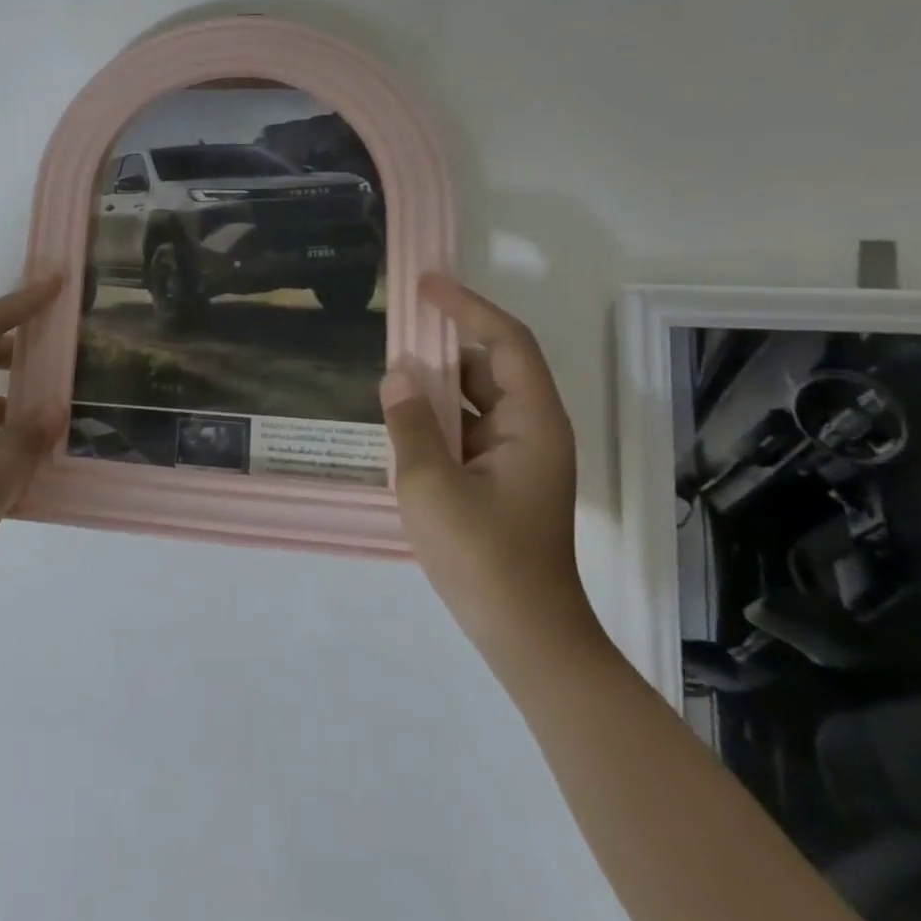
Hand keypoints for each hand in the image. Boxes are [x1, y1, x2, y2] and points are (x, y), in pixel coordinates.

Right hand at [380, 275, 598, 660]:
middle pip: (490, 369)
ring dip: (436, 389)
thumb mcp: (430, 483)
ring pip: (476, 403)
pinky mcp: (502, 482)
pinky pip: (468, 432)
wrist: (525, 635)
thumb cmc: (483, 555)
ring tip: (388, 385)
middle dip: (443, 351)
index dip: (468, 307)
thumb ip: (410, 422)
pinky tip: (401, 429)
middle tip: (392, 338)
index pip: (506, 342)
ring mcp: (519, 459)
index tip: (425, 285)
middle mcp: (533, 431)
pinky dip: (437, 421)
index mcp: (532, 422)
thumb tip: (396, 375)